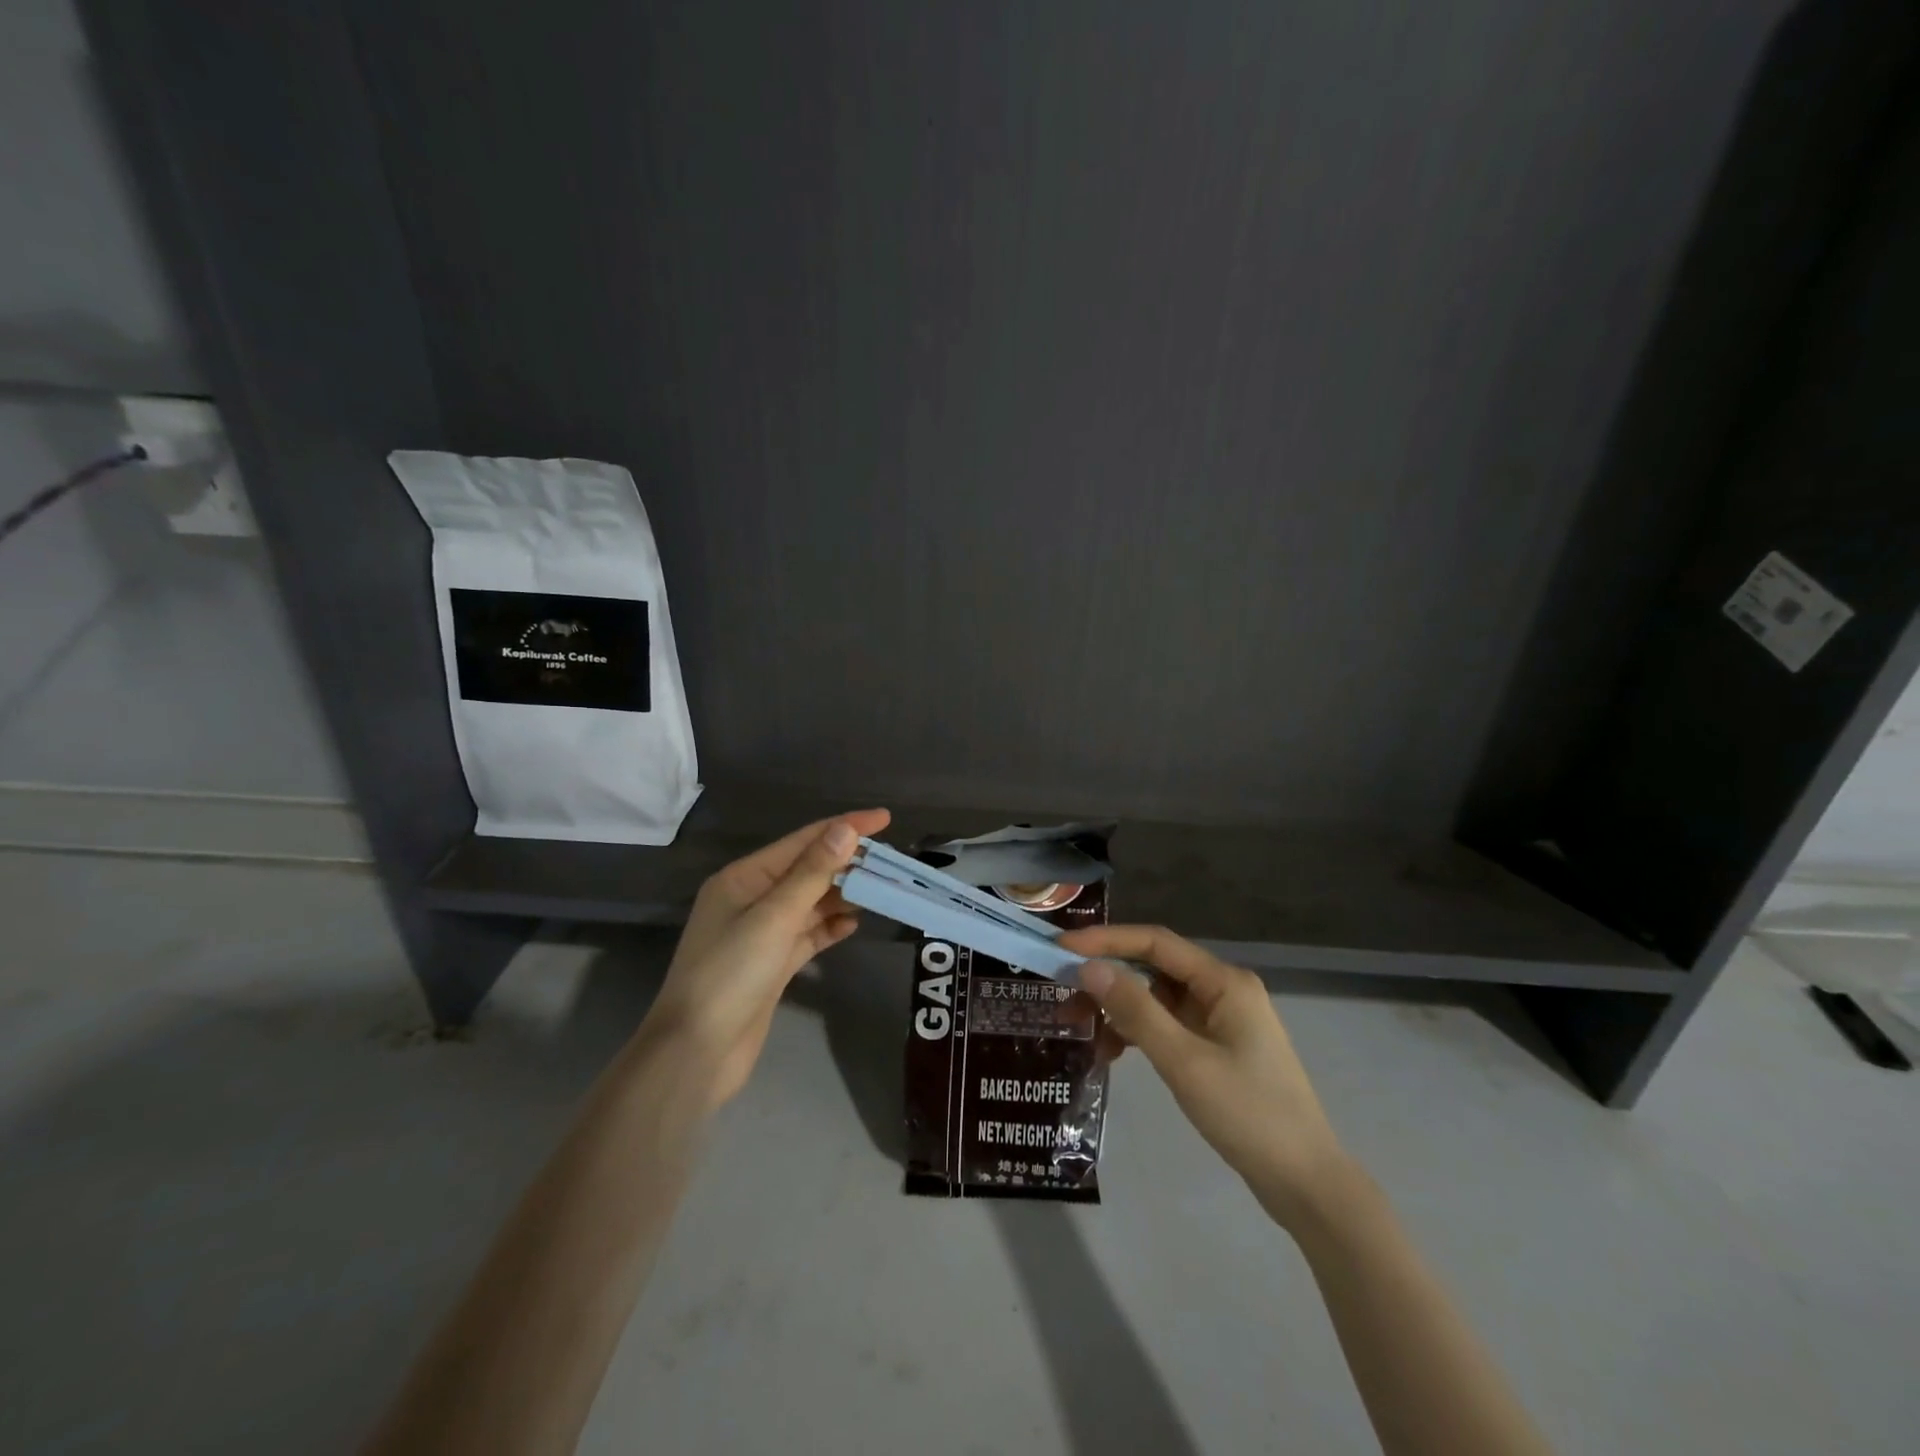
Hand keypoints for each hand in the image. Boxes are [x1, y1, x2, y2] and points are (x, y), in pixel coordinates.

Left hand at [642, 809, 890, 1106]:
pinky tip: (856, 922)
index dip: (844, 827)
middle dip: (847, 862)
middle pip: (808, 870)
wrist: (697, 1053)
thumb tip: (845, 830)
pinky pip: (808, 934)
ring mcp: (761, 933)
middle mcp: (751, 899)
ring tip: (883, 887)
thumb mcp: (773, 918)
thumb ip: (812, 873)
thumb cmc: (730, 975)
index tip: (885, 818)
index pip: (802, 842)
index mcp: (744, 878)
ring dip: (844, 894)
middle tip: (892, 859)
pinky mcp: (772, 964)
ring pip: (811, 902)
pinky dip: (831, 926)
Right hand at [1056, 924, 1349, 1228]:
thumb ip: (1135, 1011)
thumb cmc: (1248, 1114)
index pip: (1155, 942)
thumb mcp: (1184, 1061)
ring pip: (1156, 1000)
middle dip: (1108, 981)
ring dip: (1120, 1012)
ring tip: (1084, 1035)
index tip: (1062, 947)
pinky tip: (1115, 1055)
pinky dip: (1139, 1035)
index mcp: (1223, 982)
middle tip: (1065, 1000)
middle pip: (1154, 969)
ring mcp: (1221, 1021)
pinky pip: (1167, 1027)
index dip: (1106, 940)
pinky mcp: (1217, 1048)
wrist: (1306, 1184)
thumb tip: (1089, 967)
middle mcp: (1222, 990)